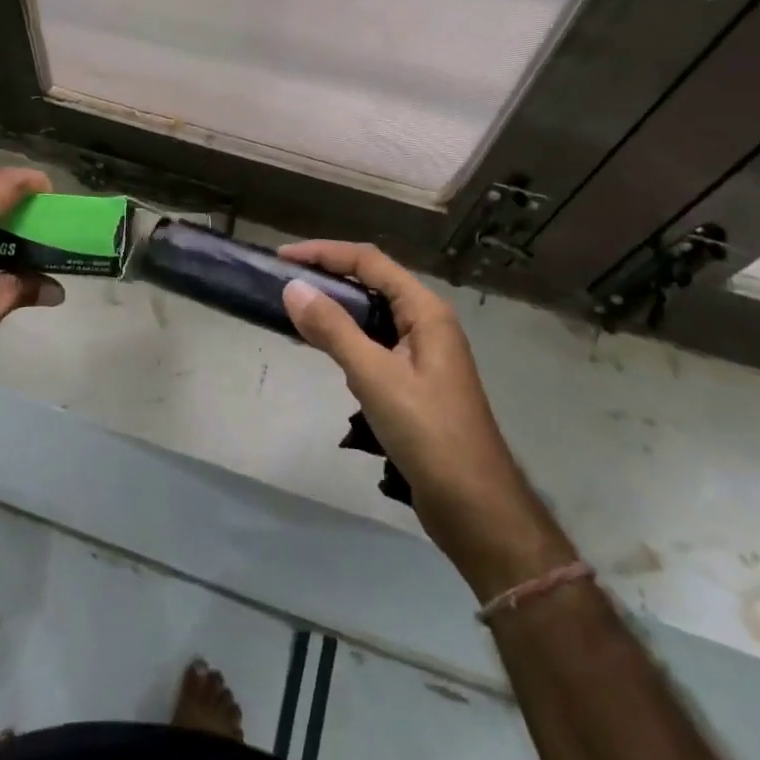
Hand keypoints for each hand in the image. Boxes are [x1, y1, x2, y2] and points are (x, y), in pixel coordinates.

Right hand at [279, 241, 570, 596]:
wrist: (476, 507)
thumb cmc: (429, 433)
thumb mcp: (375, 376)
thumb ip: (334, 329)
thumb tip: (294, 287)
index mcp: (425, 311)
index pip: (369, 262)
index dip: (324, 253)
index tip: (283, 257)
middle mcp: (427, 323)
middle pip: (372, 282)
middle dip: (328, 275)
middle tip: (284, 281)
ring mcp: (423, 353)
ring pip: (372, 314)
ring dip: (336, 307)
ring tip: (295, 309)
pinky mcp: (415, 381)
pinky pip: (374, 343)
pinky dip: (346, 337)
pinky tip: (324, 351)